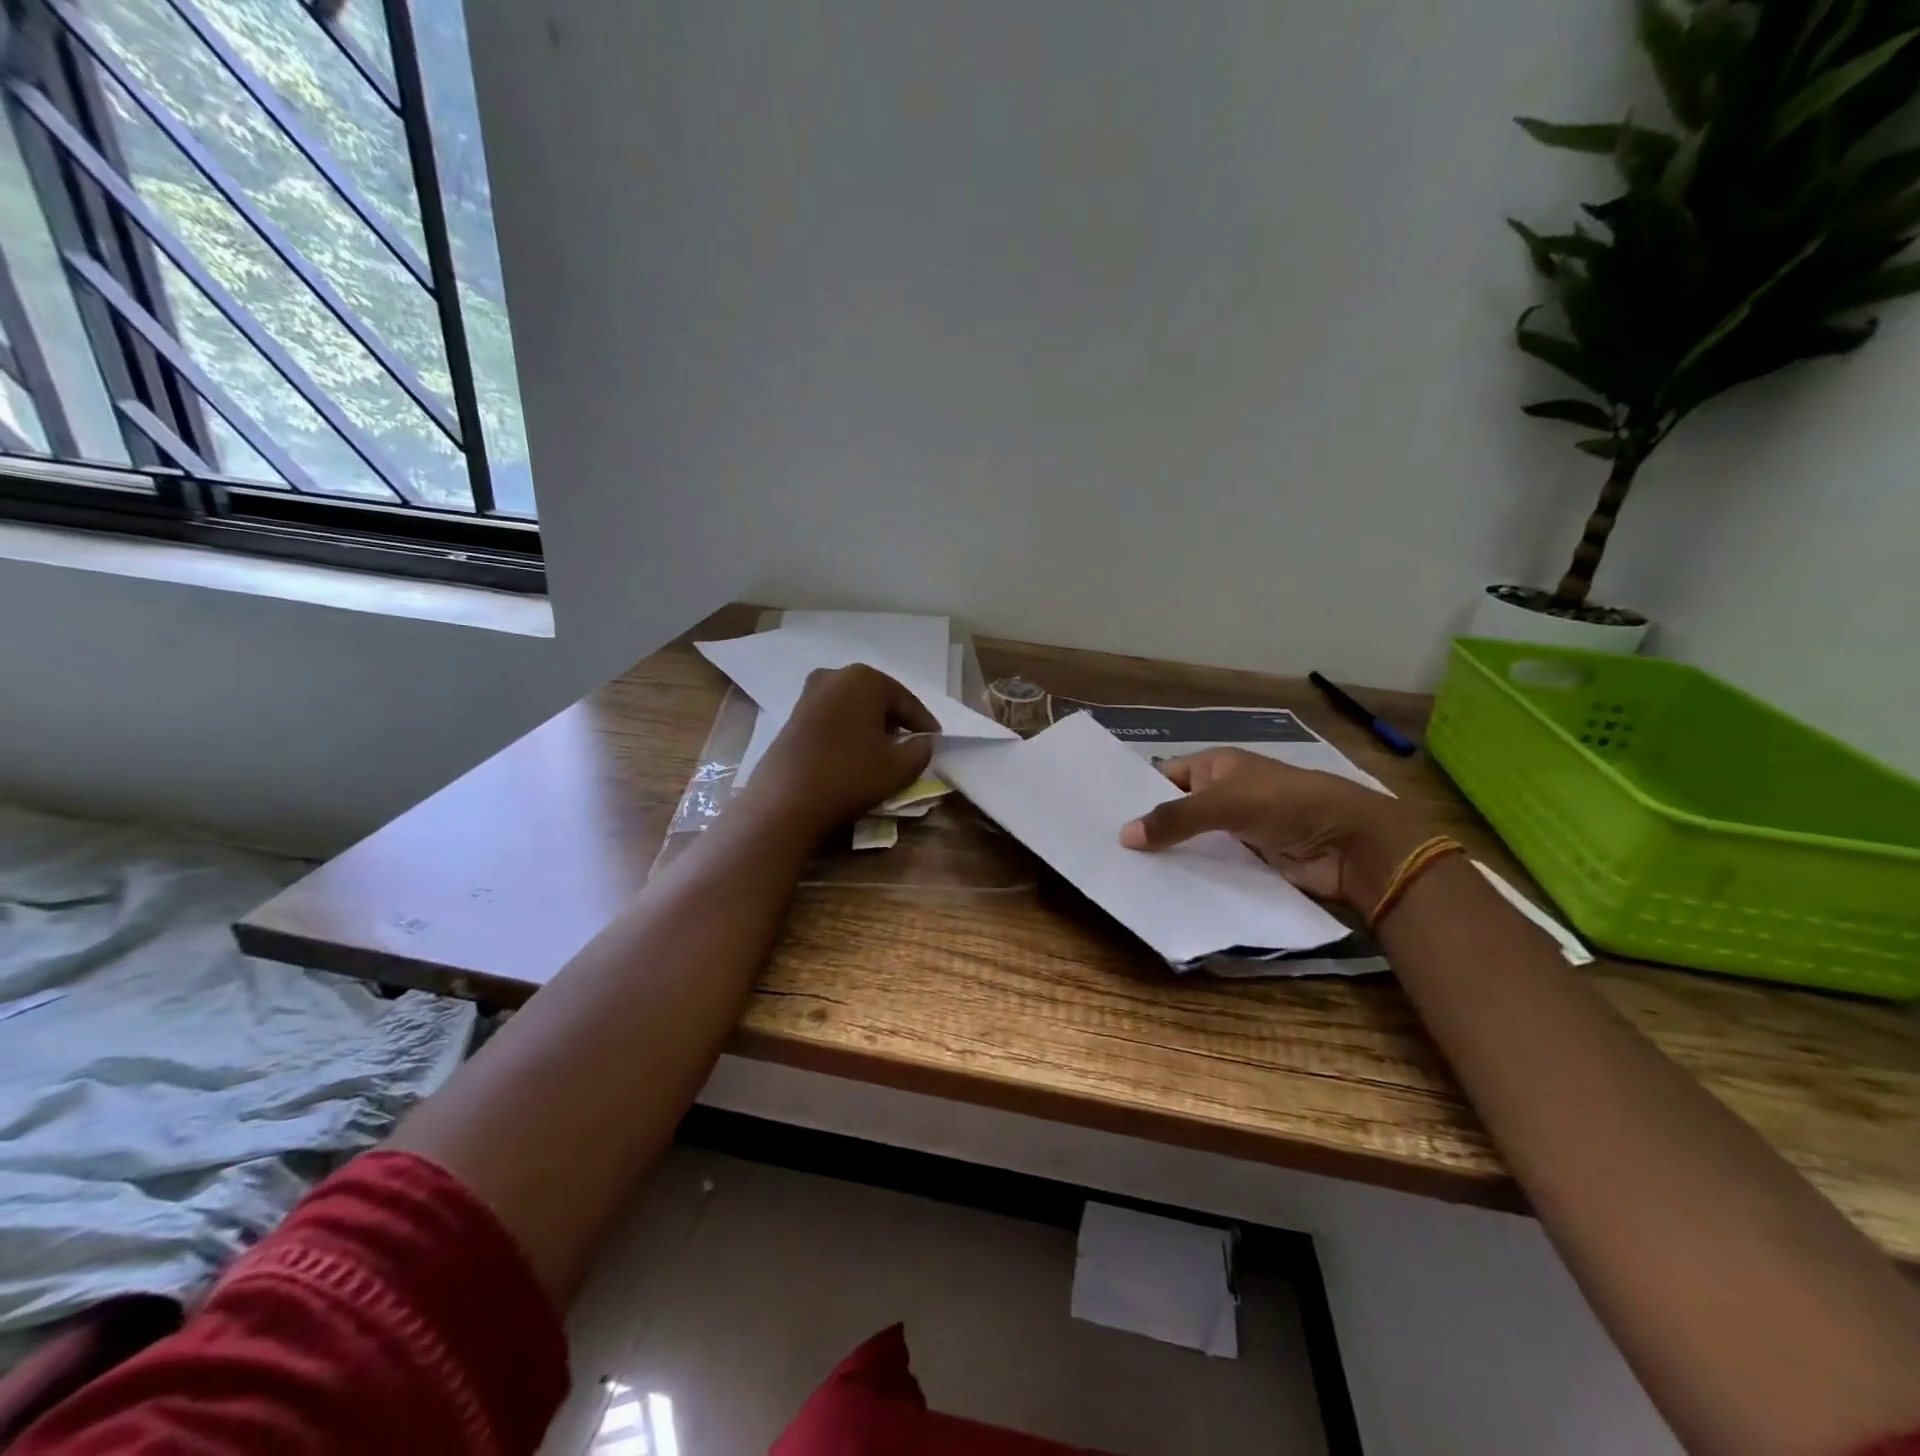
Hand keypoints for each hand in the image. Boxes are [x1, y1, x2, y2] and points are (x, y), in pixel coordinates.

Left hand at [741, 665, 939, 837]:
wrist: (785, 801)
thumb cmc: (849, 776)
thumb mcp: (899, 768)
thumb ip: (921, 750)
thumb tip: (922, 742)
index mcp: (865, 679)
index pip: (907, 701)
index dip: (924, 723)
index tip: (936, 741)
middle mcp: (835, 676)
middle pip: (878, 699)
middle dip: (896, 721)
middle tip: (912, 743)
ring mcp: (809, 694)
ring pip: (854, 707)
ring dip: (871, 726)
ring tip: (884, 751)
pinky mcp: (793, 716)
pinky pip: (833, 718)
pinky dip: (849, 731)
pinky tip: (854, 753)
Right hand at [1118, 748, 1428, 911]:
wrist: (1351, 844)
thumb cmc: (1287, 805)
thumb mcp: (1225, 802)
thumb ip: (1175, 818)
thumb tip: (1123, 836)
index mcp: (1216, 767)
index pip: (1164, 776)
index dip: (1136, 792)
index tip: (1100, 814)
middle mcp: (1222, 795)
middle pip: (1175, 812)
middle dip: (1147, 829)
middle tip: (1104, 850)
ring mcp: (1235, 831)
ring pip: (1191, 843)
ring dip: (1168, 857)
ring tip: (1122, 874)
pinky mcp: (1248, 863)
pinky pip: (1210, 868)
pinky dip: (1191, 877)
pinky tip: (1160, 891)